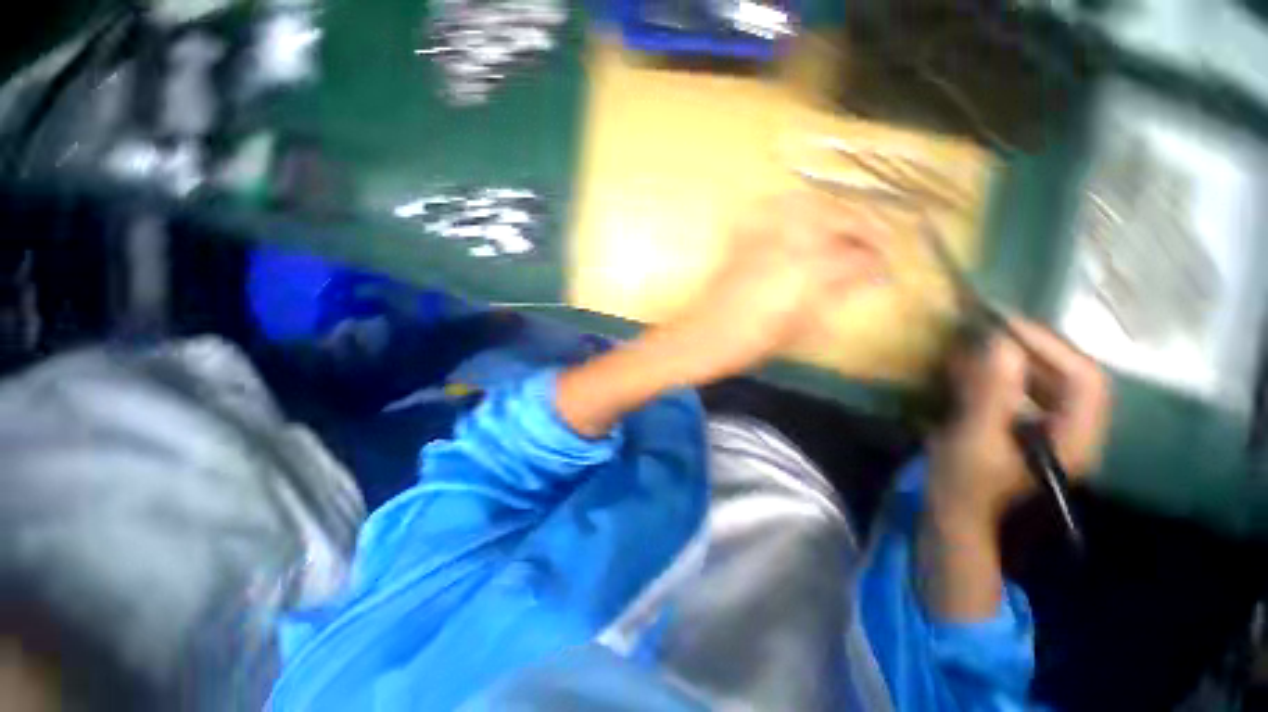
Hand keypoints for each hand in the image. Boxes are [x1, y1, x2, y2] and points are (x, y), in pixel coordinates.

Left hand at [556, 193, 884, 437]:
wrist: (696, 341)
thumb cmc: (745, 346)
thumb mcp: (794, 331)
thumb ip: (828, 302)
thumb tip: (856, 283)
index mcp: (805, 274)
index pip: (855, 257)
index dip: (876, 261)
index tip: (885, 268)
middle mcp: (787, 246)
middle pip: (837, 219)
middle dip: (865, 225)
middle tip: (876, 239)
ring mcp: (760, 240)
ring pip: (807, 207)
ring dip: (833, 211)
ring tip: (846, 225)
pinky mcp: (740, 242)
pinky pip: (771, 213)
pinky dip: (792, 209)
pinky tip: (801, 219)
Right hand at [927, 319, 1111, 528]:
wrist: (954, 516)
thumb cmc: (966, 485)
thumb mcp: (975, 438)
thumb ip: (991, 393)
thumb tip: (1001, 344)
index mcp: (1073, 439)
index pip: (1084, 378)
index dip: (1051, 347)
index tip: (1007, 326)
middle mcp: (1071, 431)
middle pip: (1067, 375)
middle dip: (1030, 349)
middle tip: (989, 330)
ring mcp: (1048, 431)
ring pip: (1044, 381)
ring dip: (1012, 359)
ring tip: (976, 345)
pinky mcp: (1023, 430)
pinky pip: (1021, 392)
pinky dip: (998, 375)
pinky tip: (970, 369)